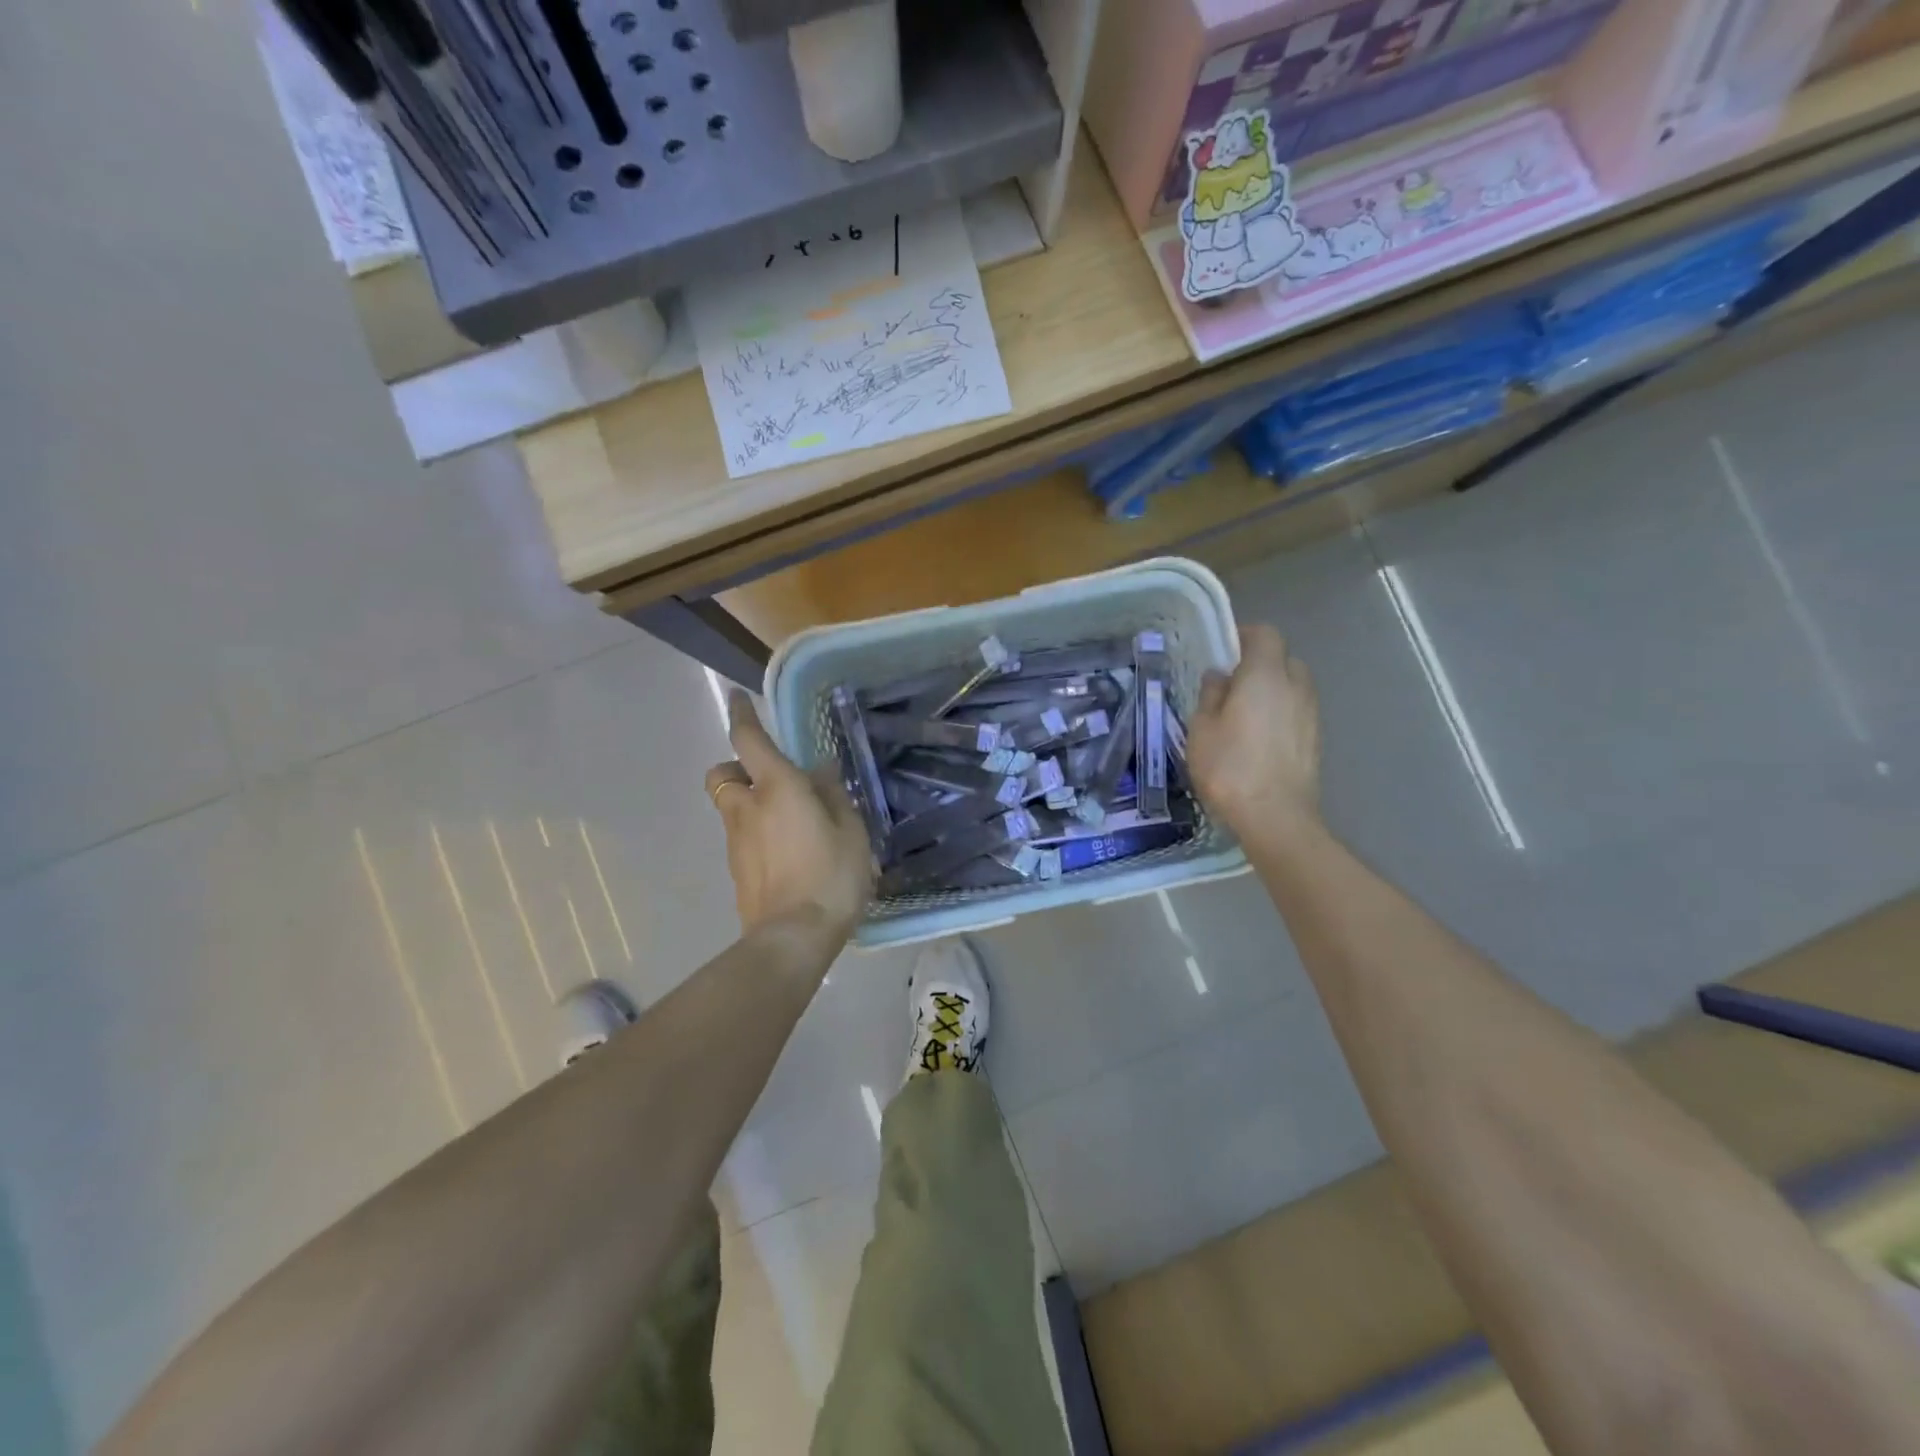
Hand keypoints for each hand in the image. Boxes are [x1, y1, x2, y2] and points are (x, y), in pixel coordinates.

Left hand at [705, 691, 875, 939]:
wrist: (793, 938)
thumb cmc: (831, 875)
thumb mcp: (850, 830)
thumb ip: (833, 794)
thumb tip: (820, 769)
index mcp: (777, 788)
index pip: (748, 740)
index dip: (742, 715)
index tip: (737, 697)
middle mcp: (747, 808)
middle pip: (722, 773)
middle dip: (737, 767)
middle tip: (771, 778)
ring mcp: (736, 842)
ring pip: (730, 807)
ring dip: (749, 802)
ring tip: (791, 821)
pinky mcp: (737, 871)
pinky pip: (741, 837)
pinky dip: (756, 833)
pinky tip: (788, 853)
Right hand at [1188, 625, 1322, 841]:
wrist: (1275, 817)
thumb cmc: (1229, 767)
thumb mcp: (1201, 728)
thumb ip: (1210, 694)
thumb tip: (1219, 675)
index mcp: (1265, 675)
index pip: (1264, 634)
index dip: (1244, 635)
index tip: (1223, 649)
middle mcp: (1295, 686)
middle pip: (1283, 659)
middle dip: (1259, 664)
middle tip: (1231, 685)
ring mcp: (1310, 714)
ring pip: (1292, 687)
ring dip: (1271, 691)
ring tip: (1243, 715)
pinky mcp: (1315, 740)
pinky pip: (1296, 712)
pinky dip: (1280, 714)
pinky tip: (1258, 740)